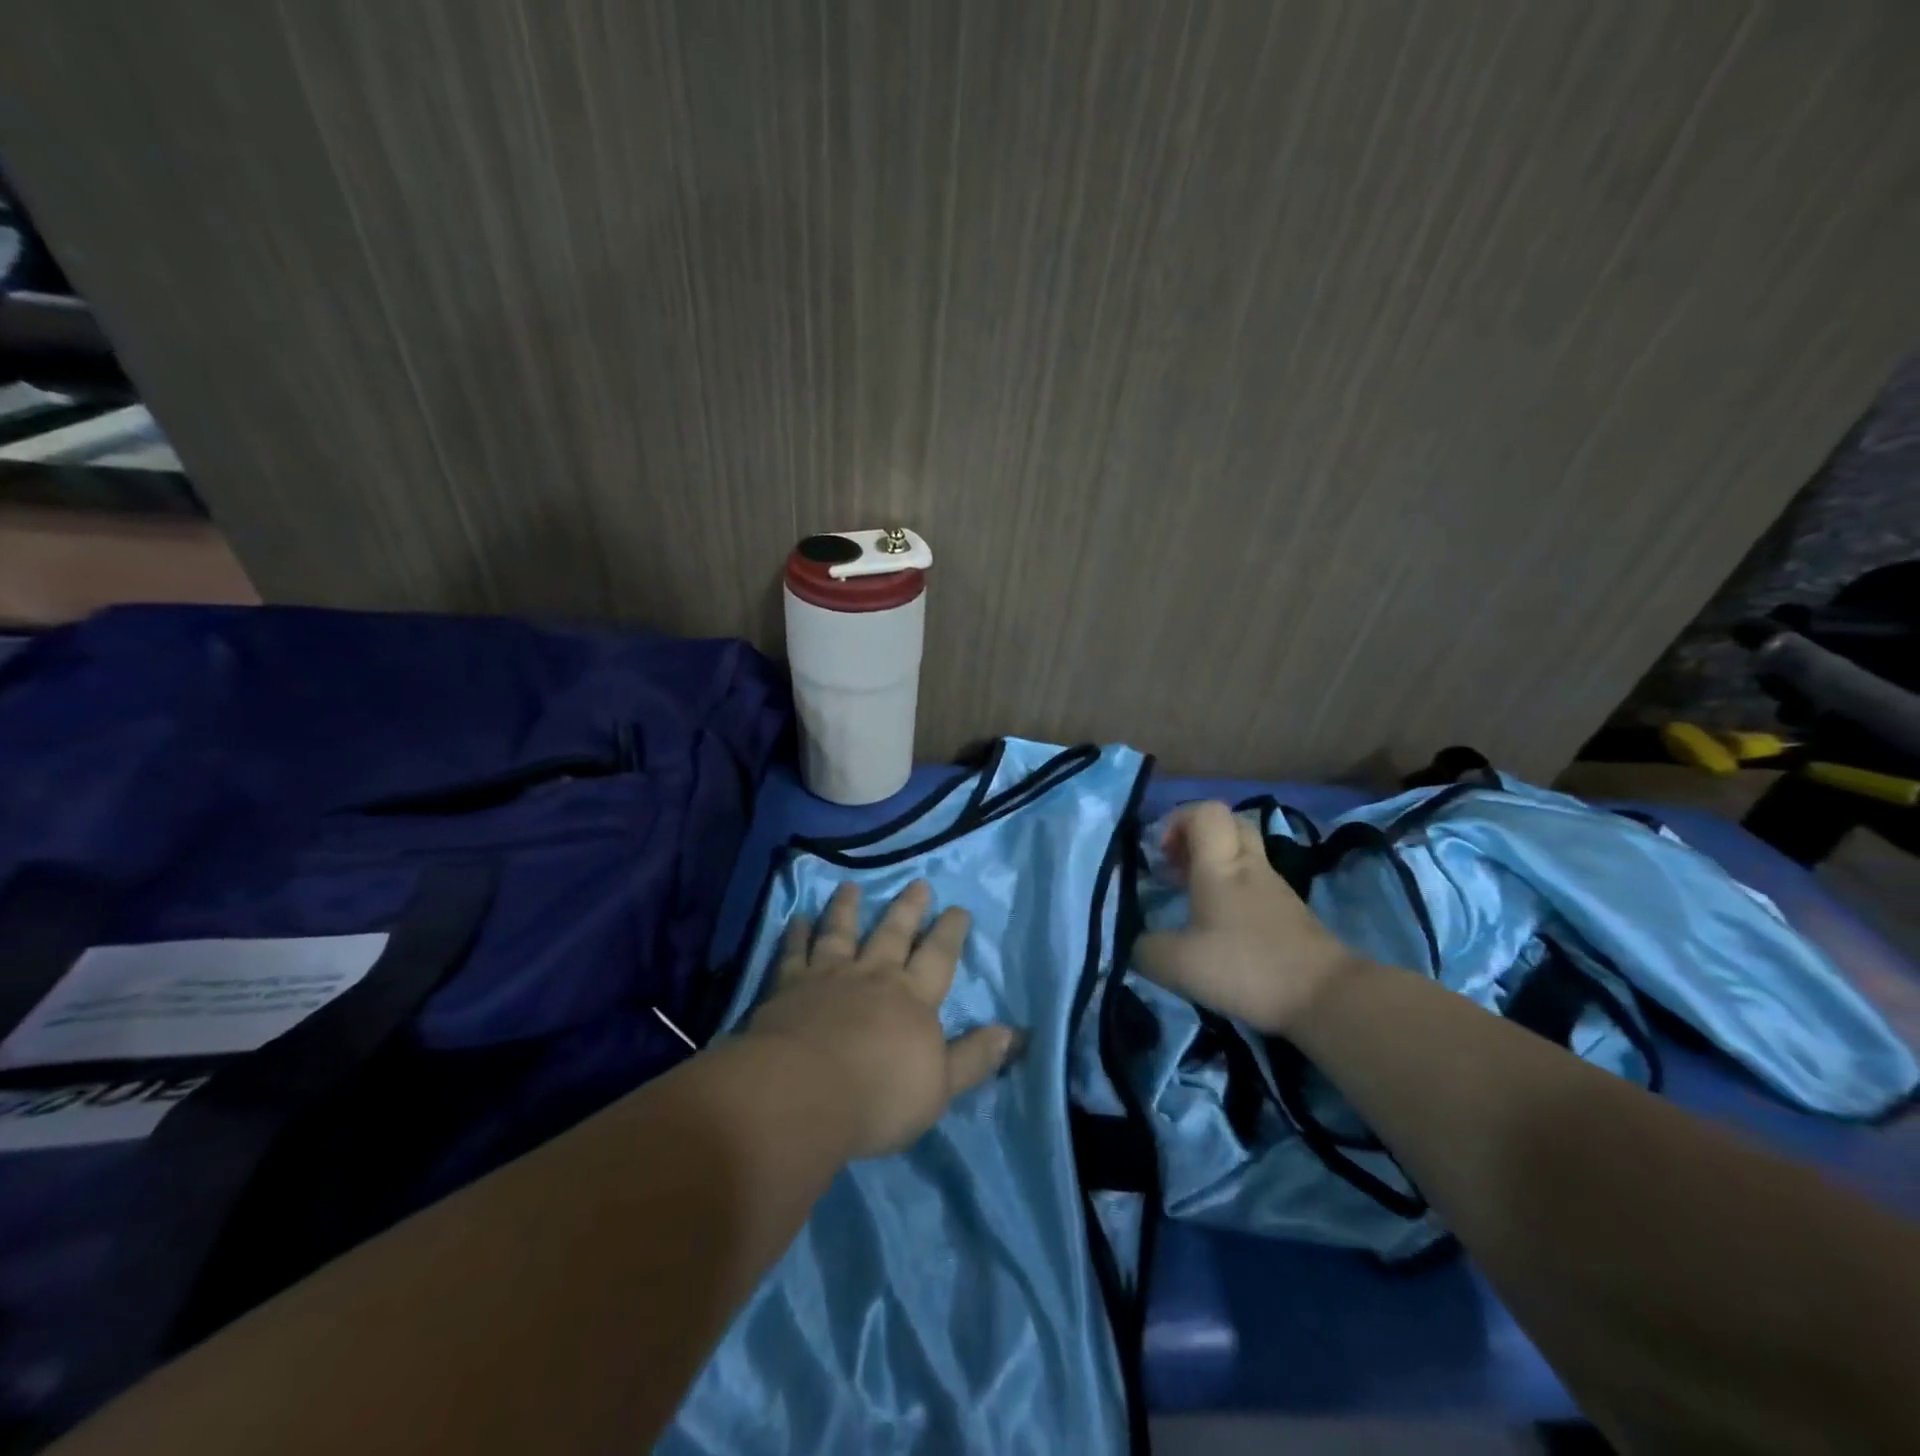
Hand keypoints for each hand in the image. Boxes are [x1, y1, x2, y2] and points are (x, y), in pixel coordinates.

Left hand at [742, 880, 1016, 1160]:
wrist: (804, 1093)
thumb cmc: (879, 1096)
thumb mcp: (941, 1087)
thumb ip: (974, 1057)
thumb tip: (1012, 1032)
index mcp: (913, 998)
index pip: (938, 956)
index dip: (950, 932)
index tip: (958, 908)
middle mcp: (873, 976)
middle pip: (893, 933)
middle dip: (908, 908)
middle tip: (917, 883)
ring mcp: (829, 976)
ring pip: (841, 932)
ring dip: (847, 908)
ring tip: (851, 886)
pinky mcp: (789, 986)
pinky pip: (794, 952)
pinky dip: (796, 934)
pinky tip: (797, 918)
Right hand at [1135, 801, 1360, 1034]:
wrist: (1325, 997)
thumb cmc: (1246, 966)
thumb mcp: (1176, 964)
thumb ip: (1144, 948)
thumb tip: (1133, 942)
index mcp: (1220, 864)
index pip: (1204, 811)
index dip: (1177, 821)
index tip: (1160, 853)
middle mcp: (1249, 865)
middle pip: (1227, 824)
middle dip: (1195, 837)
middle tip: (1174, 866)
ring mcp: (1274, 887)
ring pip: (1242, 853)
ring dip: (1213, 865)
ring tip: (1189, 897)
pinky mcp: (1289, 912)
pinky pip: (1254, 882)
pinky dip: (1231, 890)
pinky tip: (1217, 925)